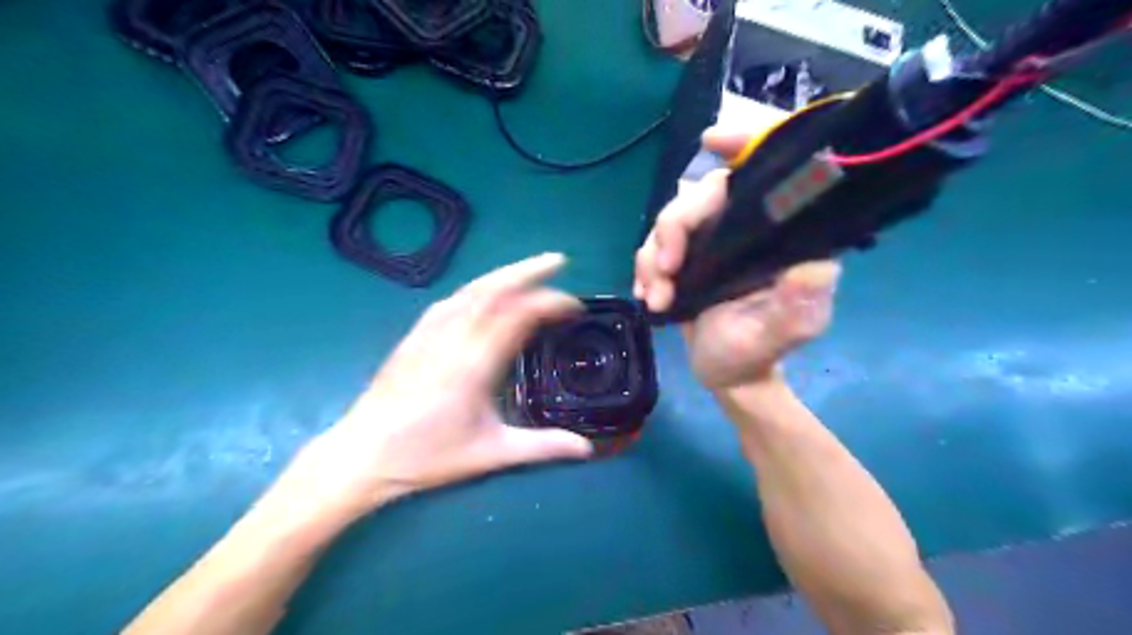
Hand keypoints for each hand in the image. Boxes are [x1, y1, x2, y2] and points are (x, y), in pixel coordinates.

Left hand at [276, 252, 591, 524]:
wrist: (361, 454)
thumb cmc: (426, 455)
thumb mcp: (490, 454)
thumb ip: (541, 447)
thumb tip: (587, 449)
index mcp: (474, 364)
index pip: (518, 316)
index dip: (550, 303)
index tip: (575, 306)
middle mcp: (452, 339)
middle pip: (493, 290)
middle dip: (528, 270)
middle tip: (558, 260)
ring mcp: (429, 333)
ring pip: (470, 290)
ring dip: (503, 274)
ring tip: (529, 269)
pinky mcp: (414, 336)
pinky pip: (449, 301)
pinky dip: (475, 289)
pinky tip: (483, 292)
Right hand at [636, 126, 838, 389]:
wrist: (726, 375)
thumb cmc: (756, 353)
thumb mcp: (783, 334)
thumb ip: (798, 306)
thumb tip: (816, 266)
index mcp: (779, 236)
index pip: (768, 174)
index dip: (745, 143)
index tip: (711, 141)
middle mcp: (745, 229)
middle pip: (701, 195)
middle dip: (674, 228)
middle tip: (665, 273)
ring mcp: (711, 241)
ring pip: (671, 218)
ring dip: (653, 257)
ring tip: (656, 298)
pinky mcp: (686, 257)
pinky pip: (654, 245)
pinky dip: (644, 267)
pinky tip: (647, 294)